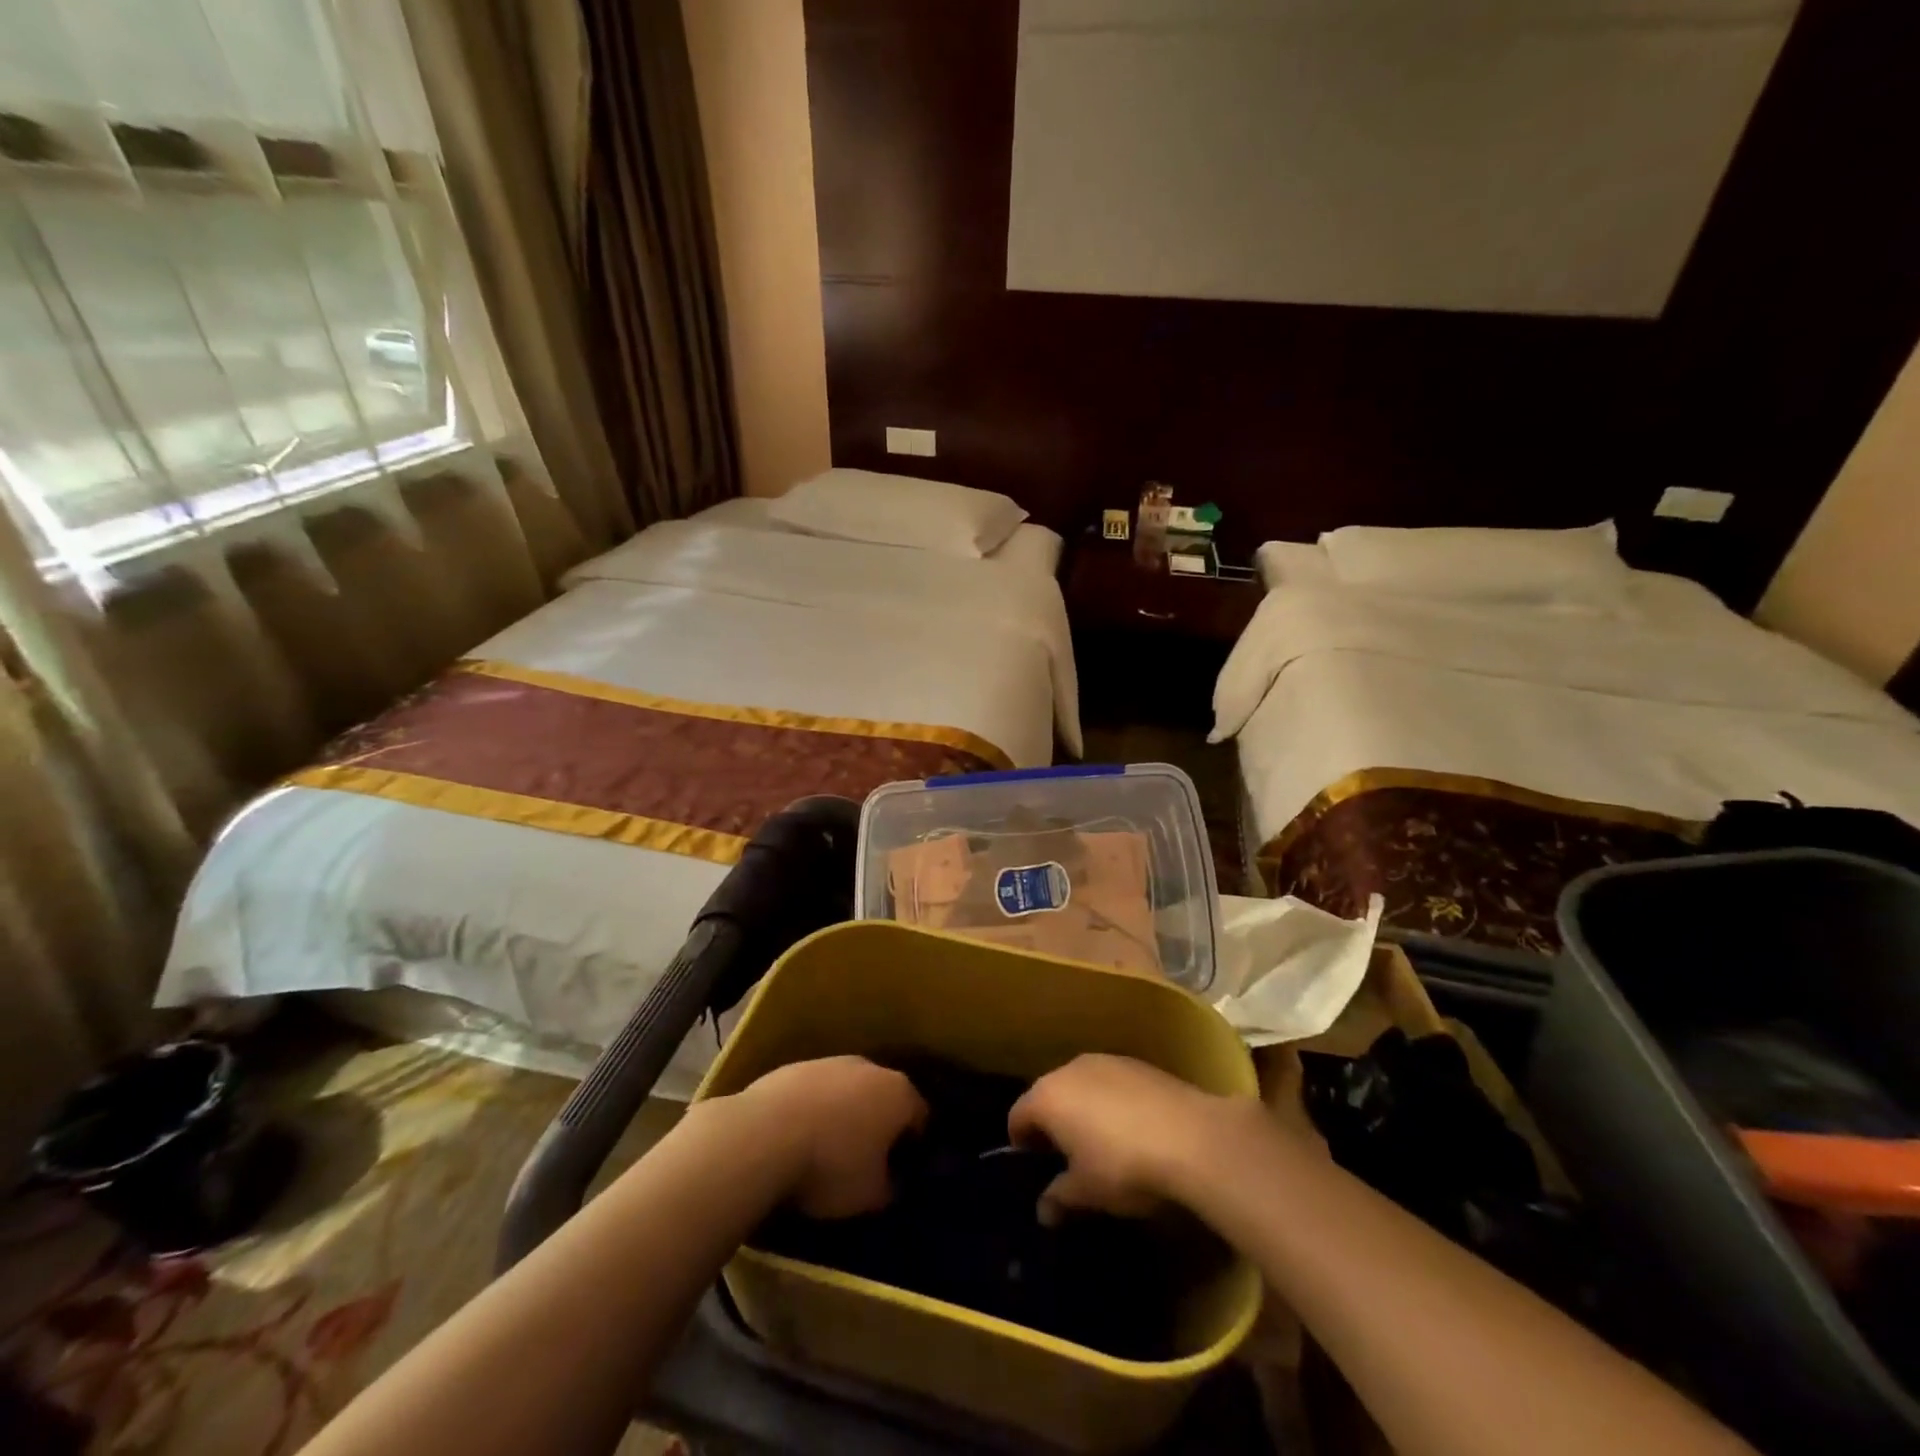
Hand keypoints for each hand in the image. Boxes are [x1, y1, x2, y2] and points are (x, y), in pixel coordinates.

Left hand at [737, 1057, 927, 1218]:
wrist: (764, 1134)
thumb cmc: (831, 1165)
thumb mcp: (870, 1195)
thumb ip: (890, 1187)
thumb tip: (892, 1182)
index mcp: (899, 1094)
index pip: (920, 1116)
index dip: (915, 1144)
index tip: (903, 1169)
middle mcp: (870, 1067)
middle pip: (883, 1096)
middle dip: (879, 1124)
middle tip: (867, 1159)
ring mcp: (830, 1062)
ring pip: (847, 1090)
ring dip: (844, 1114)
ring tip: (827, 1150)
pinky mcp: (795, 1066)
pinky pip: (814, 1091)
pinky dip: (813, 1109)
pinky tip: (796, 1137)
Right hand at [1009, 1054, 1247, 1223]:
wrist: (1192, 1137)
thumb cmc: (1124, 1166)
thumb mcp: (1087, 1192)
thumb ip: (1059, 1197)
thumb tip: (1043, 1209)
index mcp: (1048, 1096)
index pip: (1018, 1115)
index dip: (1020, 1142)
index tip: (1033, 1167)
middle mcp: (1070, 1068)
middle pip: (1049, 1094)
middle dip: (1052, 1123)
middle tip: (1065, 1158)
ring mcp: (1106, 1061)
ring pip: (1081, 1085)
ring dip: (1083, 1109)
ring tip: (1100, 1143)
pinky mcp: (1138, 1063)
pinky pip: (1111, 1083)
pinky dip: (1112, 1102)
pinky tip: (1132, 1129)